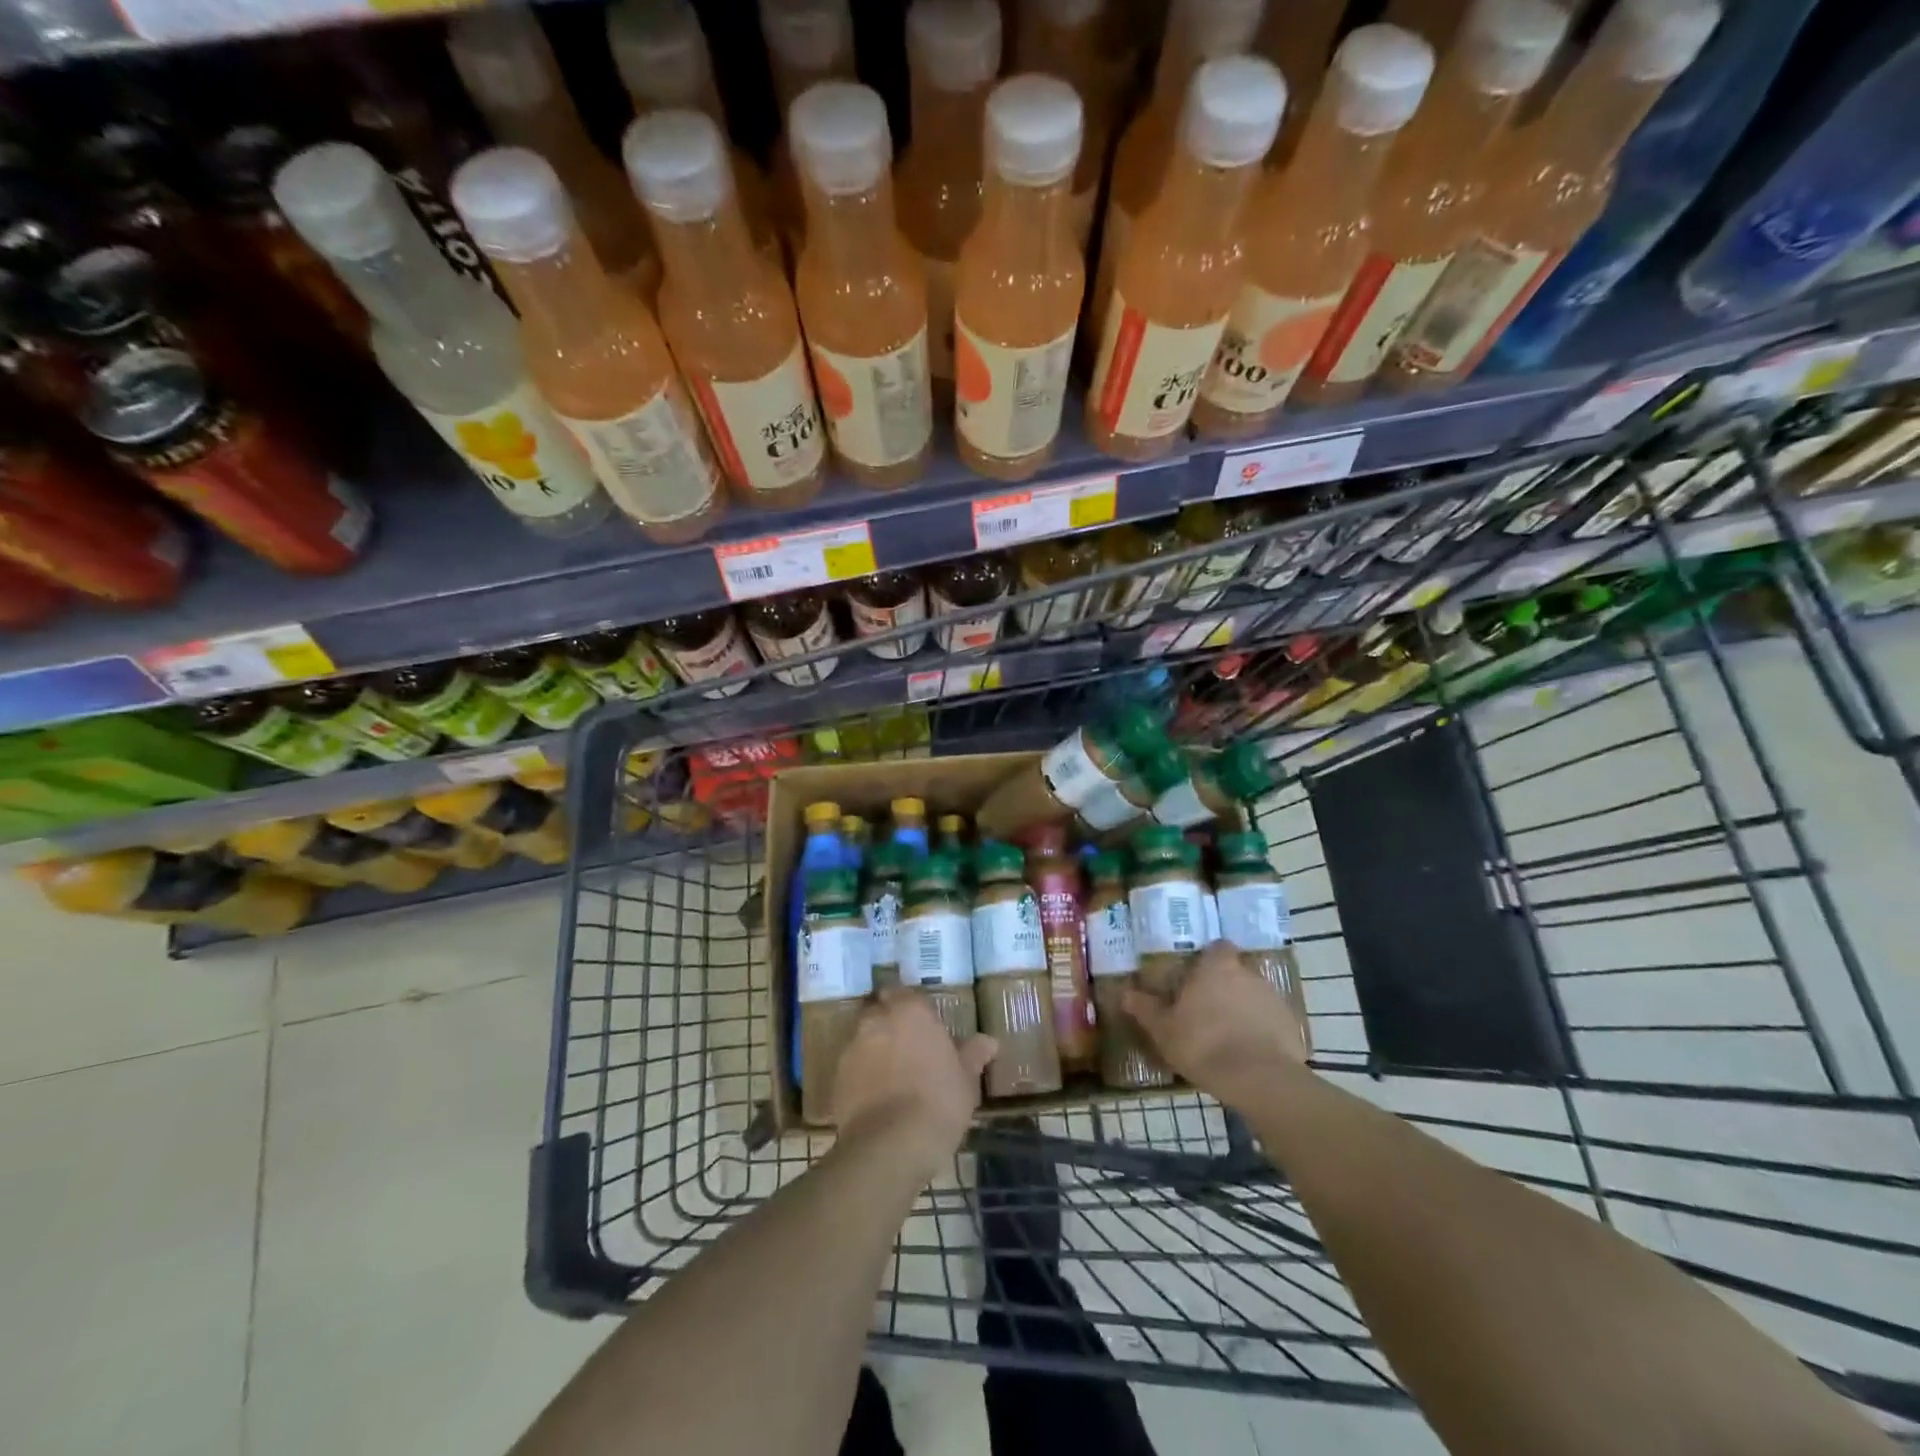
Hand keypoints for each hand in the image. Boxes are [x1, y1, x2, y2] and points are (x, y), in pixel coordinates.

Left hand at [832, 989, 997, 1180]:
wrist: (891, 1145)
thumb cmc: (938, 1102)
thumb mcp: (965, 1079)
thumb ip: (973, 1054)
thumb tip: (989, 1041)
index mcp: (911, 1011)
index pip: (907, 993)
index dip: (913, 1006)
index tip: (923, 1023)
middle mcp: (877, 1020)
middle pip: (880, 1010)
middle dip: (890, 1022)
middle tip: (907, 1045)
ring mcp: (853, 1047)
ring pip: (863, 1038)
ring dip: (875, 1048)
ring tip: (891, 1074)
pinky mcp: (837, 1077)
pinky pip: (852, 1067)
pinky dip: (861, 1074)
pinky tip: (876, 1097)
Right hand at [1124, 941, 1309, 1106]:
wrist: (1259, 1079)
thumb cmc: (1203, 1044)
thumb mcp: (1163, 1029)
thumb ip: (1145, 1008)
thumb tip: (1125, 993)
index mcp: (1217, 967)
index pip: (1218, 947)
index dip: (1209, 959)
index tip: (1197, 977)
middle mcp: (1248, 974)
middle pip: (1236, 971)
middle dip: (1225, 985)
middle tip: (1207, 1009)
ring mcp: (1273, 999)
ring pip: (1254, 996)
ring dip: (1243, 1008)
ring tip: (1228, 1035)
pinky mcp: (1291, 1025)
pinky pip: (1271, 1021)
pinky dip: (1262, 1031)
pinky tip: (1249, 1053)